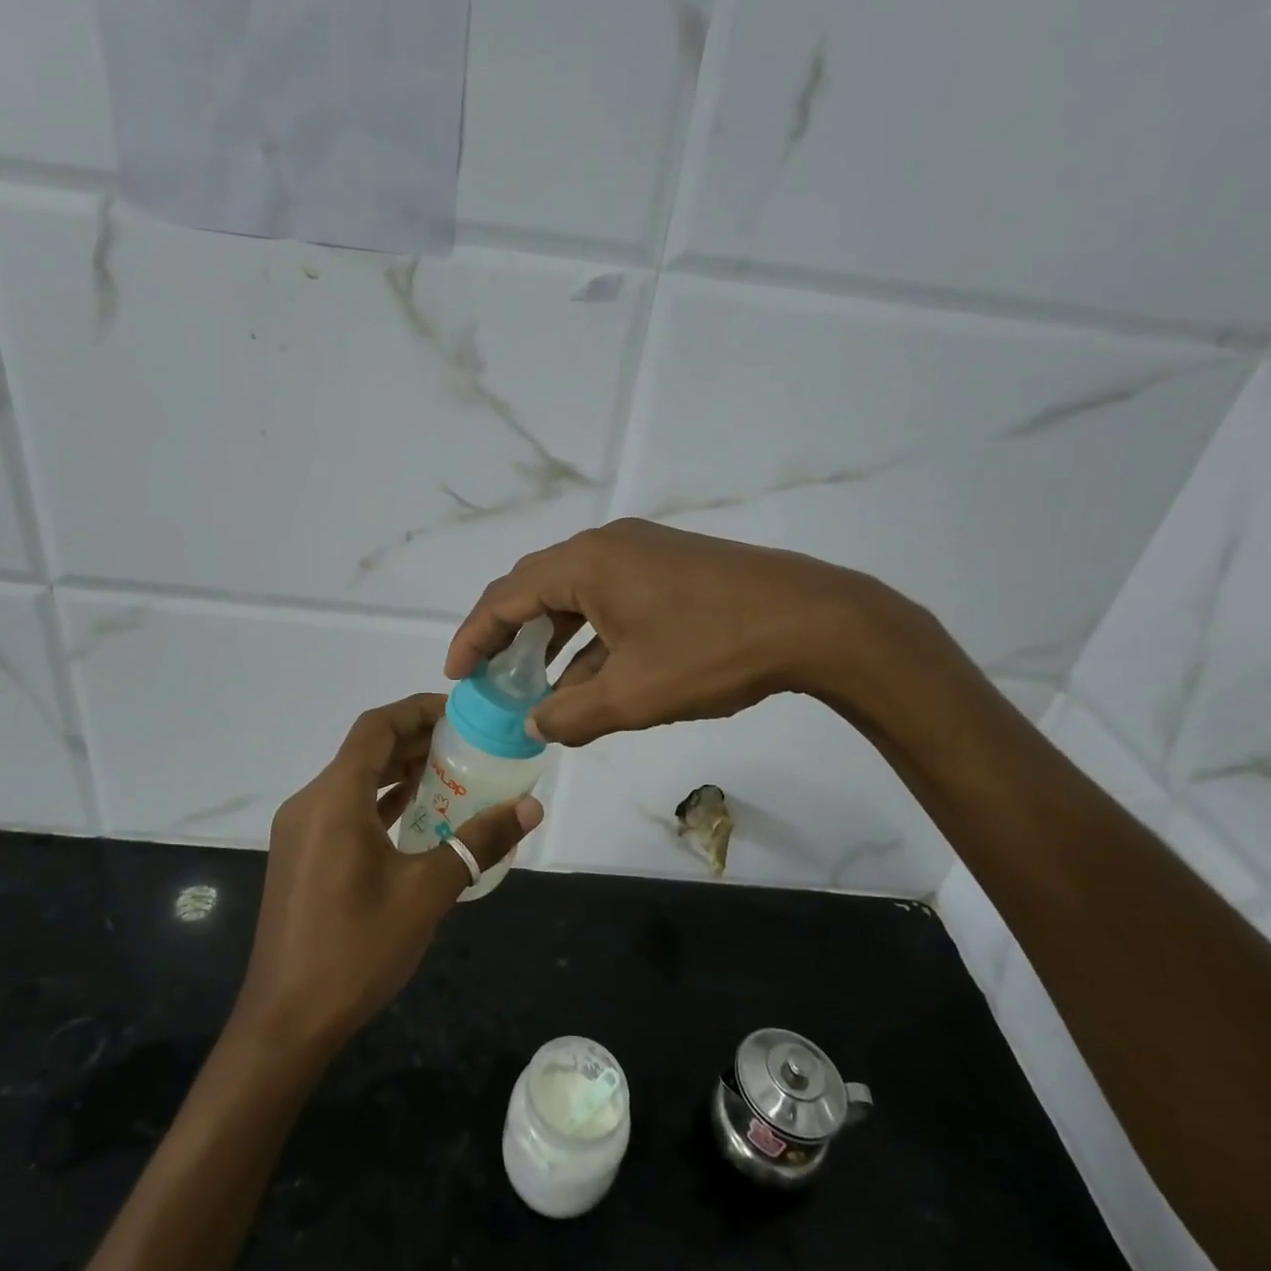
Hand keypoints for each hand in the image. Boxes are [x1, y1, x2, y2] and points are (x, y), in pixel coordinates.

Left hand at [236, 694, 542, 1055]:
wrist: (285, 1023)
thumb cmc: (356, 950)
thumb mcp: (426, 893)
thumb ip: (478, 843)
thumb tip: (531, 807)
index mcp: (334, 799)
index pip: (376, 727)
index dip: (418, 710)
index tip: (461, 714)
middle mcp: (311, 803)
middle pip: (365, 750)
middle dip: (415, 739)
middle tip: (467, 743)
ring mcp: (301, 831)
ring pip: (354, 780)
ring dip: (399, 770)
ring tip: (451, 772)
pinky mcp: (302, 855)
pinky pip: (345, 808)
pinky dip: (381, 801)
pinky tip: (417, 814)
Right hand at [447, 519, 945, 746]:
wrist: (813, 620)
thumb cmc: (712, 652)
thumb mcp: (634, 695)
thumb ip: (572, 714)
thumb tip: (535, 724)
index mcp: (585, 564)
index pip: (506, 596)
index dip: (474, 636)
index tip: (456, 674)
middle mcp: (606, 546)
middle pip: (536, 588)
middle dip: (508, 635)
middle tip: (489, 677)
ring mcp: (642, 552)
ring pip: (576, 595)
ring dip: (551, 638)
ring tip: (535, 684)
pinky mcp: (670, 566)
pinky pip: (611, 598)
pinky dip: (591, 635)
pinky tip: (591, 675)